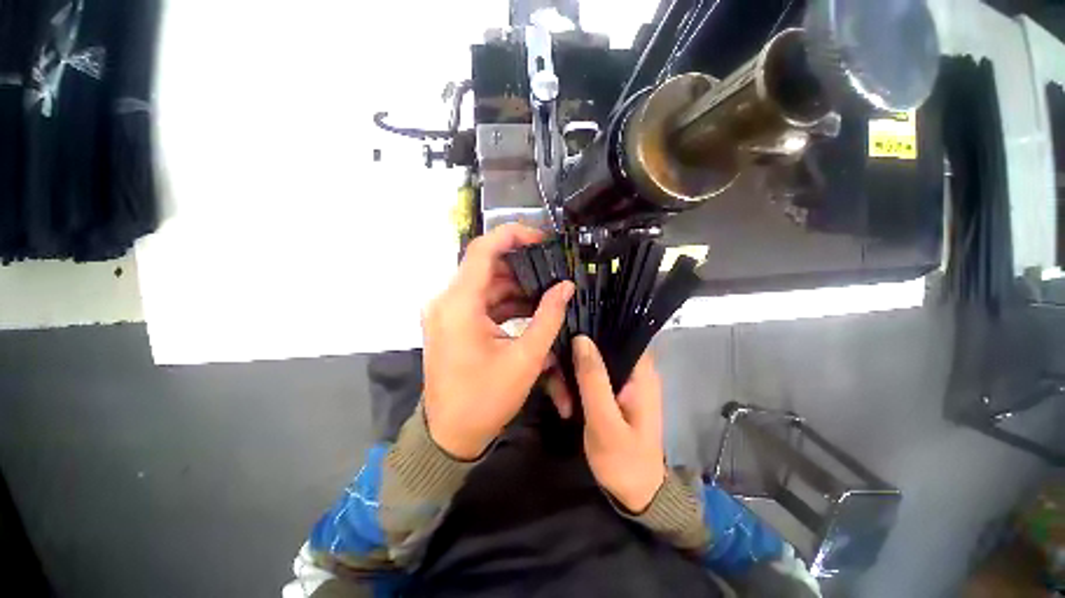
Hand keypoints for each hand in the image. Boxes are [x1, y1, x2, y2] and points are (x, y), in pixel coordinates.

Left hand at [422, 224, 574, 459]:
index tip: (542, 239)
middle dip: (521, 266)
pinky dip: (505, 303)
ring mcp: (448, 312)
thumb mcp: (525, 358)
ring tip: (546, 292)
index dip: (513, 235)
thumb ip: (548, 317)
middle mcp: (447, 301)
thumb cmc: (486, 398)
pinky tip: (530, 309)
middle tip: (552, 270)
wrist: (450, 435)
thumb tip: (566, 287)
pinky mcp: (453, 324)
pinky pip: (482, 302)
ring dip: (515, 287)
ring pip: (486, 285)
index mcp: (459, 304)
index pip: (483, 249)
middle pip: (486, 266)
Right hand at [569, 335, 665, 512]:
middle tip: (556, 372)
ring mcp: (622, 381)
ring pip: (592, 360)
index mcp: (642, 372)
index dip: (595, 325)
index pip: (621, 331)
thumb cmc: (624, 461)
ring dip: (572, 372)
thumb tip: (581, 338)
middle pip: (602, 345)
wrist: (635, 495)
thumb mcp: (605, 421)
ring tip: (560, 397)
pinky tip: (564, 398)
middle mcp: (634, 370)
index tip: (568, 327)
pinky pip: (589, 375)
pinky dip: (575, 382)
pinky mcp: (610, 391)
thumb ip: (593, 379)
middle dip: (575, 354)